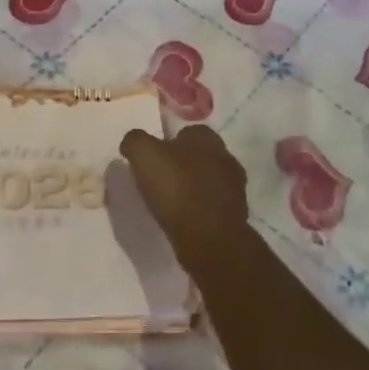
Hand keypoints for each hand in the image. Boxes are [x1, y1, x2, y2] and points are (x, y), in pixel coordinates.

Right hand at [119, 125, 247, 249]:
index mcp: (206, 138)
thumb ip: (135, 141)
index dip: (168, 144)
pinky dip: (200, 209)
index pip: (187, 132)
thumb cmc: (176, 188)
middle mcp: (226, 157)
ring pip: (208, 180)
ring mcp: (235, 187)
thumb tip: (132, 143)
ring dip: (193, 188)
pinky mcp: (236, 214)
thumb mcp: (143, 154)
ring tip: (171, 203)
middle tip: (160, 180)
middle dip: (183, 165)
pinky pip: (213, 205)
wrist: (209, 237)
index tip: (153, 160)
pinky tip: (185, 219)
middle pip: (200, 156)